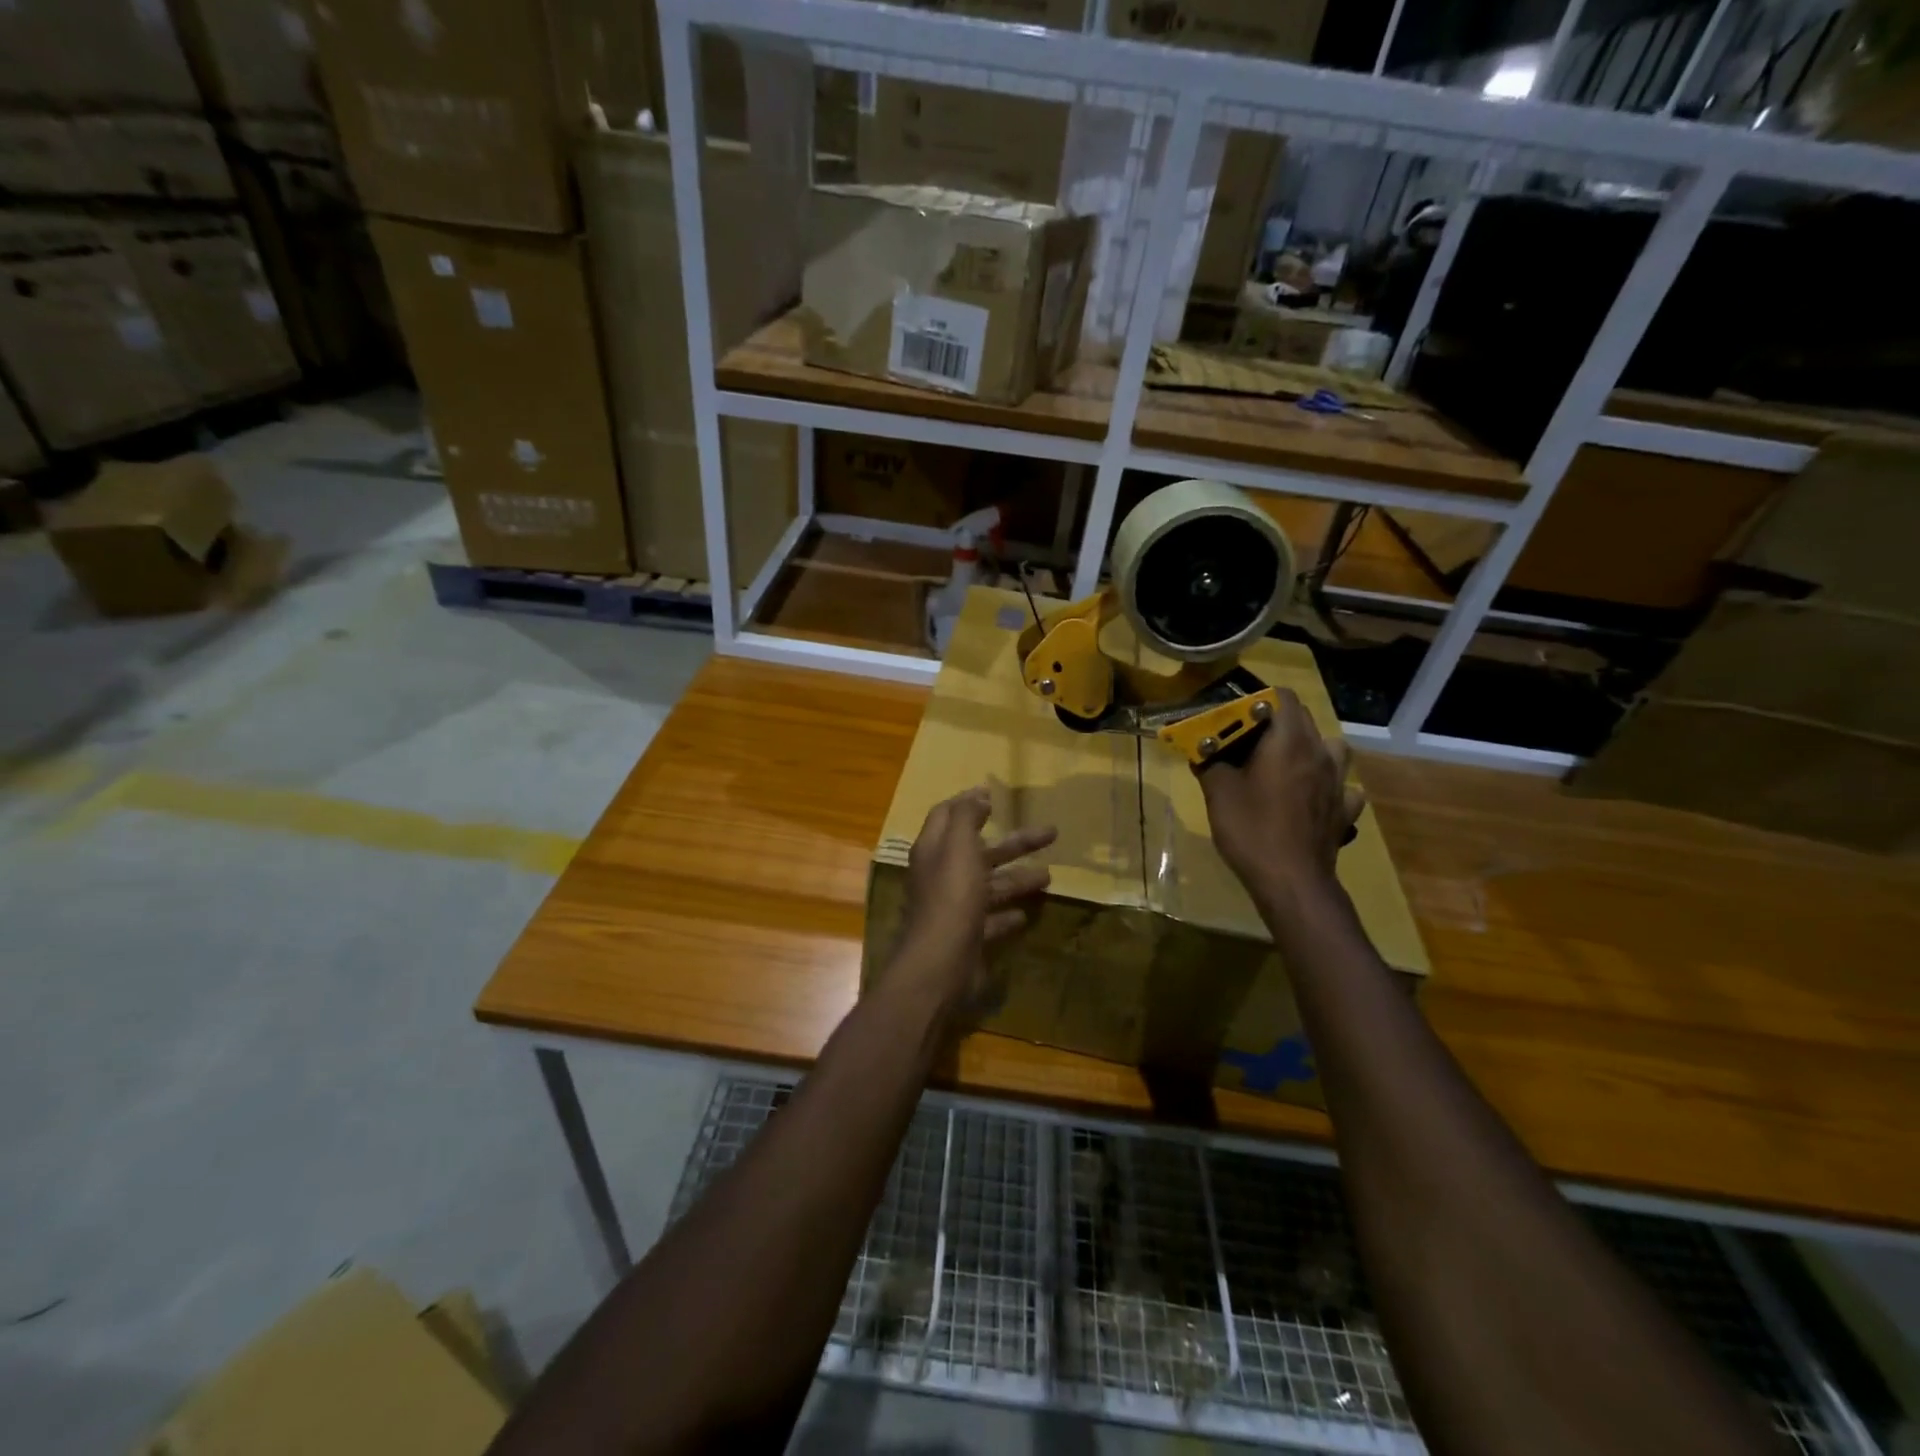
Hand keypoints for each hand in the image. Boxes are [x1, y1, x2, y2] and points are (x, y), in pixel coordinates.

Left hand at [893, 787, 1054, 1017]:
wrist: (941, 964)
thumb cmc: (952, 897)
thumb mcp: (959, 847)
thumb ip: (967, 817)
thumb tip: (978, 795)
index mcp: (934, 849)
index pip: (948, 815)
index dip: (970, 802)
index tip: (996, 795)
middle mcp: (942, 875)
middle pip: (980, 850)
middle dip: (1015, 842)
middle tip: (1051, 833)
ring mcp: (955, 907)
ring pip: (990, 885)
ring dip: (1018, 878)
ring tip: (1050, 876)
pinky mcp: (968, 936)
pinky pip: (991, 920)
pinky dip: (1008, 914)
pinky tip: (1027, 913)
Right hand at [1197, 690, 1363, 900]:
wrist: (1291, 881)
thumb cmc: (1251, 829)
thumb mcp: (1218, 792)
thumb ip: (1210, 763)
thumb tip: (1201, 749)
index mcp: (1288, 741)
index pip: (1283, 698)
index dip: (1259, 700)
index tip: (1236, 716)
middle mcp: (1319, 753)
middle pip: (1304, 720)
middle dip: (1276, 723)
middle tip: (1247, 741)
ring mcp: (1338, 782)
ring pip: (1331, 748)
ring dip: (1310, 748)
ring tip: (1287, 763)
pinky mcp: (1345, 810)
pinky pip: (1343, 786)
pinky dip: (1329, 785)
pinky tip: (1313, 796)